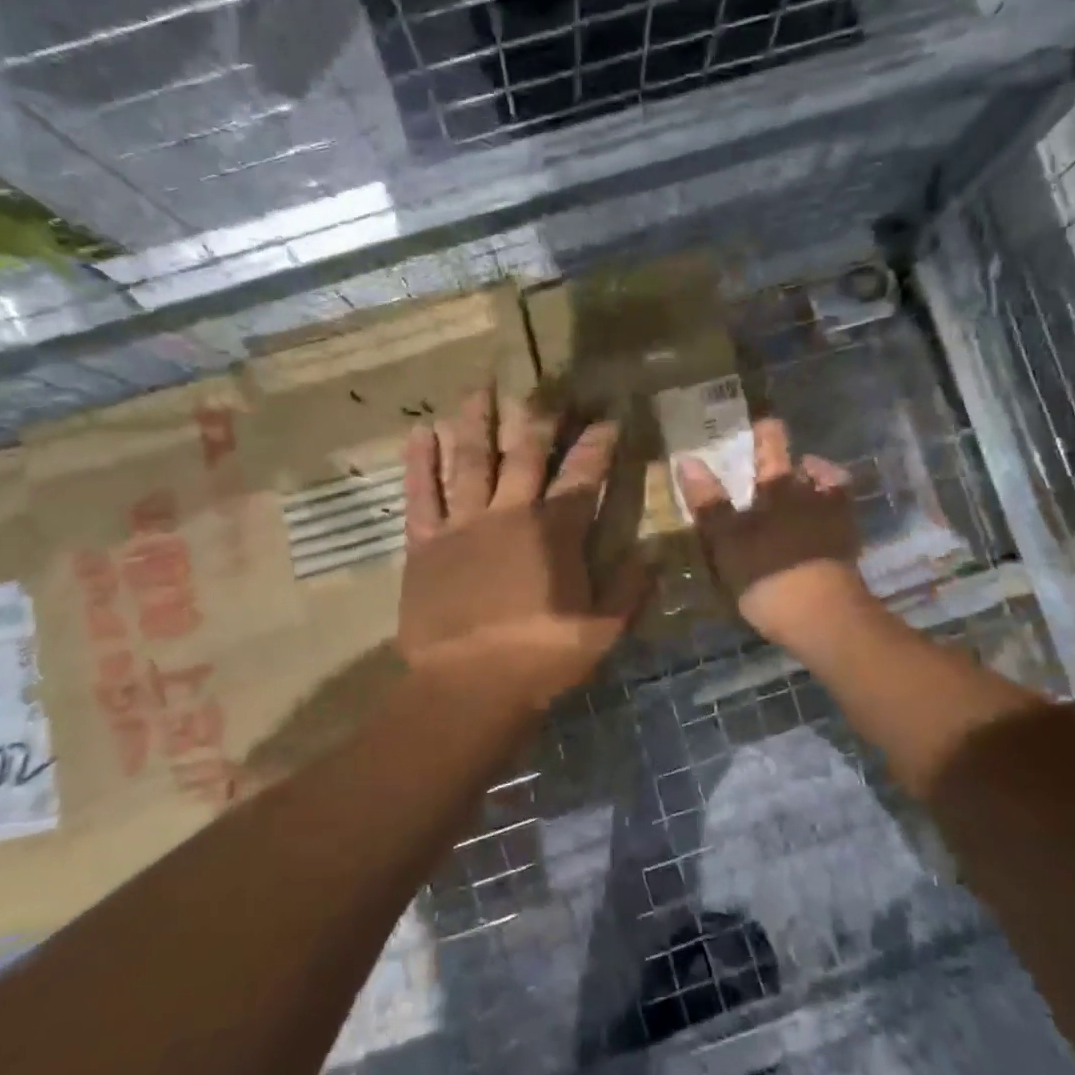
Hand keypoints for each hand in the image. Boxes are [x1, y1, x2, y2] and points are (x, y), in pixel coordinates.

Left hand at [399, 388, 648, 702]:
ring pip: (469, 460)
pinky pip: (422, 494)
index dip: (597, 444)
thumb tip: (656, 552)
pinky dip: (419, 462)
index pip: (583, 475)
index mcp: (555, 532)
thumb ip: (630, 588)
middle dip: (537, 418)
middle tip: (542, 387)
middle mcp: (510, 514)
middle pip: (524, 453)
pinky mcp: (426, 543)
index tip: (608, 419)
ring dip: (475, 421)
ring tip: (479, 388)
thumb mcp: (602, 630)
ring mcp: (463, 524)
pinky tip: (419, 432)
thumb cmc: (541, 658)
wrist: (469, 687)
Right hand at [675, 417, 871, 648]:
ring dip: (819, 486)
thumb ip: (709, 502)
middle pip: (808, 468)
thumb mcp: (727, 539)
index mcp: (780, 489)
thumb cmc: (769, 573)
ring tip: (806, 491)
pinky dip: (829, 518)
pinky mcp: (848, 551)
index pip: (772, 449)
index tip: (762, 423)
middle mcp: (812, 496)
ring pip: (830, 493)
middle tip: (784, 460)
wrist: (825, 619)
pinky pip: (838, 523)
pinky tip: (817, 530)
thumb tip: (687, 460)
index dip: (767, 434)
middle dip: (798, 461)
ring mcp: (836, 523)